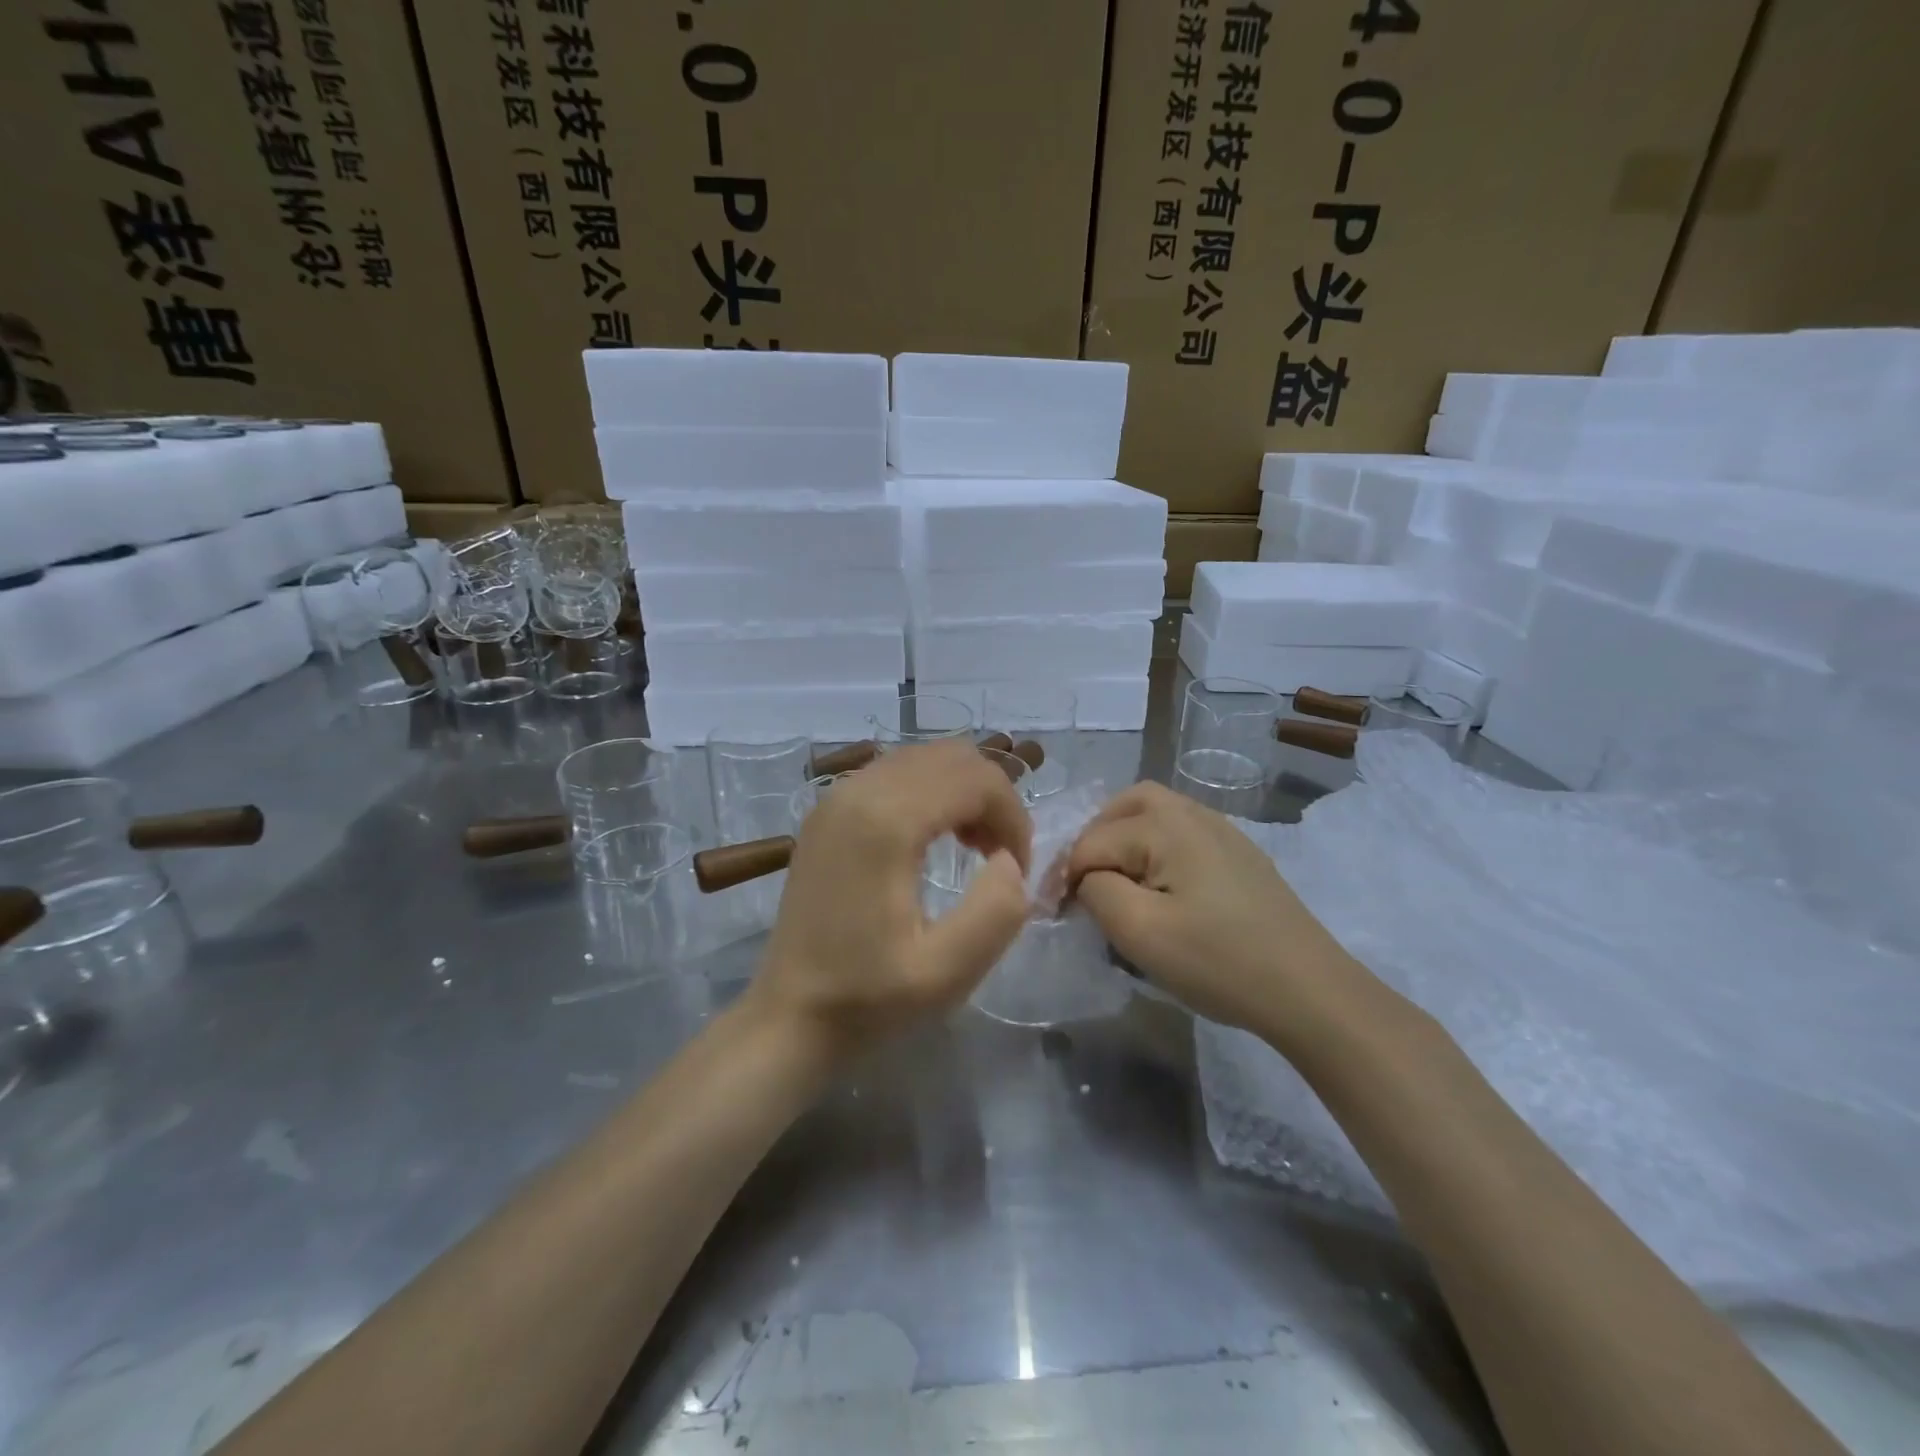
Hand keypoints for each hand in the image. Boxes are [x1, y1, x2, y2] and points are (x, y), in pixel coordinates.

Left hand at [754, 739, 1032, 1048]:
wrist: (787, 1016)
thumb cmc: (867, 998)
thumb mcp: (948, 972)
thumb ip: (998, 910)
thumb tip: (1011, 860)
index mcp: (886, 822)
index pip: (977, 779)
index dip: (1013, 817)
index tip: (1018, 868)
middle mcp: (858, 790)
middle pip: (952, 756)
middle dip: (992, 797)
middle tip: (1000, 855)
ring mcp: (836, 795)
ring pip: (925, 758)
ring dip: (962, 792)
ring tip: (972, 847)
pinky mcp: (827, 809)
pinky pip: (895, 772)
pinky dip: (930, 791)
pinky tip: (932, 840)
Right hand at [1065, 782, 1364, 1042]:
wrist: (1308, 989)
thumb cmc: (1218, 961)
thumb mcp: (1140, 932)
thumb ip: (1096, 891)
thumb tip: (1086, 878)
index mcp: (1165, 826)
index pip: (1092, 842)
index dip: (1067, 878)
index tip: (1057, 916)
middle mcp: (1193, 813)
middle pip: (1125, 805)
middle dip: (1094, 838)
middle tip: (1083, 881)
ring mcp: (1222, 830)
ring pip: (1155, 811)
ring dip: (1124, 837)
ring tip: (1114, 880)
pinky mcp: (1239, 853)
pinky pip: (1182, 830)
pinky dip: (1155, 845)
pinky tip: (1160, 885)